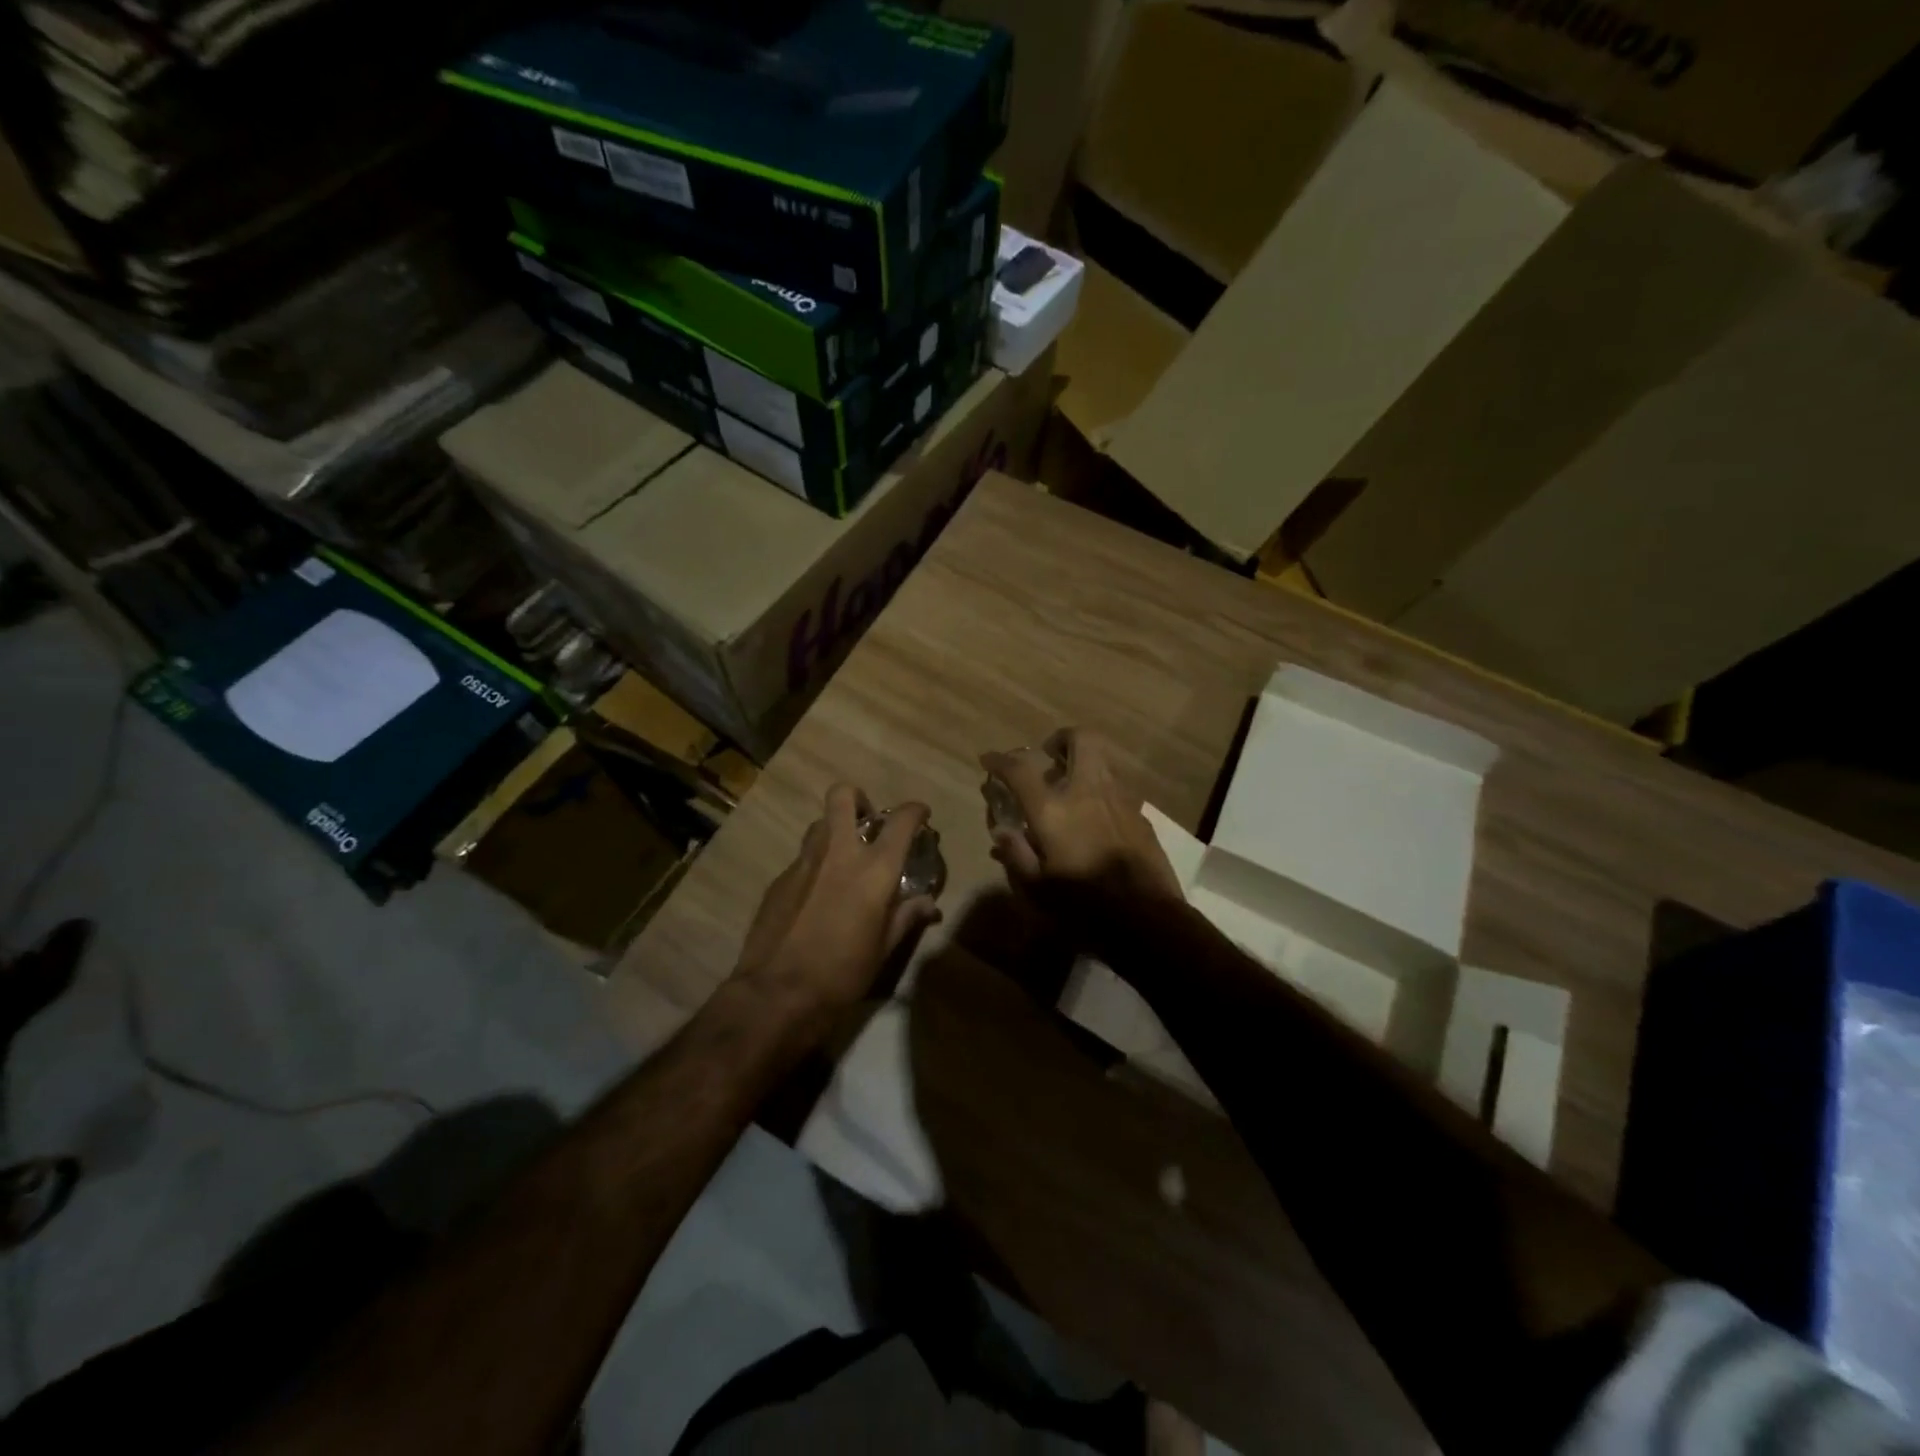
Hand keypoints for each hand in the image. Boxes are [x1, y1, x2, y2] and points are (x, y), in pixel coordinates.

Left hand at [730, 784, 941, 1039]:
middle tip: (868, 822)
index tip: (921, 815)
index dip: (915, 811)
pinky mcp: (778, 880)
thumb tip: (929, 904)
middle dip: (858, 798)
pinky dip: (816, 865)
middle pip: (843, 796)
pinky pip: (802, 858)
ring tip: (844, 859)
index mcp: (873, 869)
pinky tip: (818, 896)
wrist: (777, 993)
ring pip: (819, 824)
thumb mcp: (884, 949)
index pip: (901, 821)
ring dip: (835, 831)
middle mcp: (838, 853)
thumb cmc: (842, 973)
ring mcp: (803, 863)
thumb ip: (906, 917)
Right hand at [980, 728, 1181, 907]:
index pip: (1020, 770)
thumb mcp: (1037, 889)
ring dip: (1083, 762)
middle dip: (1061, 738)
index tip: (989, 760)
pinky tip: (1095, 816)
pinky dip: (1101, 789)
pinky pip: (1117, 787)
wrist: (1147, 919)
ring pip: (1103, 760)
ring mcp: (1119, 799)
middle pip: (1080, 739)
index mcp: (1054, 809)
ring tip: (1070, 786)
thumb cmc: (1083, 906)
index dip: (1000, 760)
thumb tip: (1002, 832)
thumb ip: (1016, 854)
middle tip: (1048, 755)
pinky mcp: (1140, 814)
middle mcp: (1087, 791)